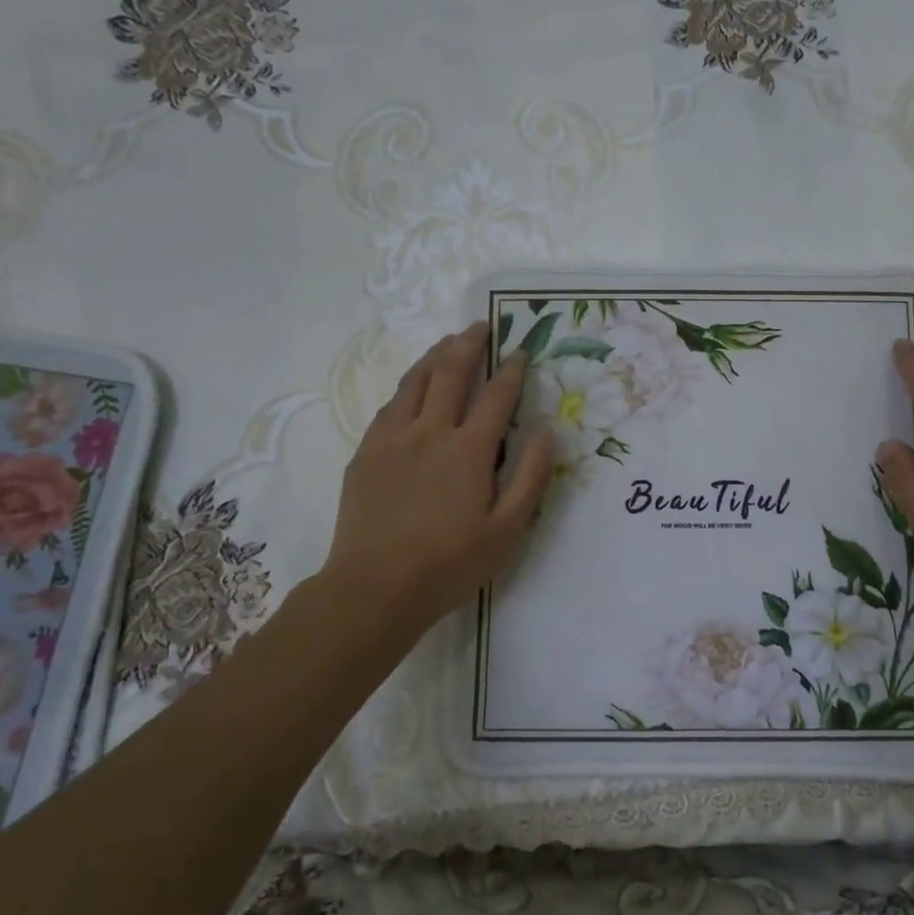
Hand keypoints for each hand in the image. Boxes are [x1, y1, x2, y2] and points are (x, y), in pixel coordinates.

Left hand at [311, 322, 552, 639]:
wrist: (374, 588)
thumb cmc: (449, 564)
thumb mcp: (507, 531)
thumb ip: (530, 478)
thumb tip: (547, 433)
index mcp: (468, 450)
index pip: (497, 396)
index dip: (512, 369)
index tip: (520, 351)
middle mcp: (430, 432)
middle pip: (450, 372)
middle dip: (469, 344)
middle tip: (482, 326)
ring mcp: (392, 439)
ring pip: (414, 381)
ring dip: (435, 355)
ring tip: (448, 342)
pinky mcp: (366, 452)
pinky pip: (390, 405)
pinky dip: (408, 386)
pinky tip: (413, 387)